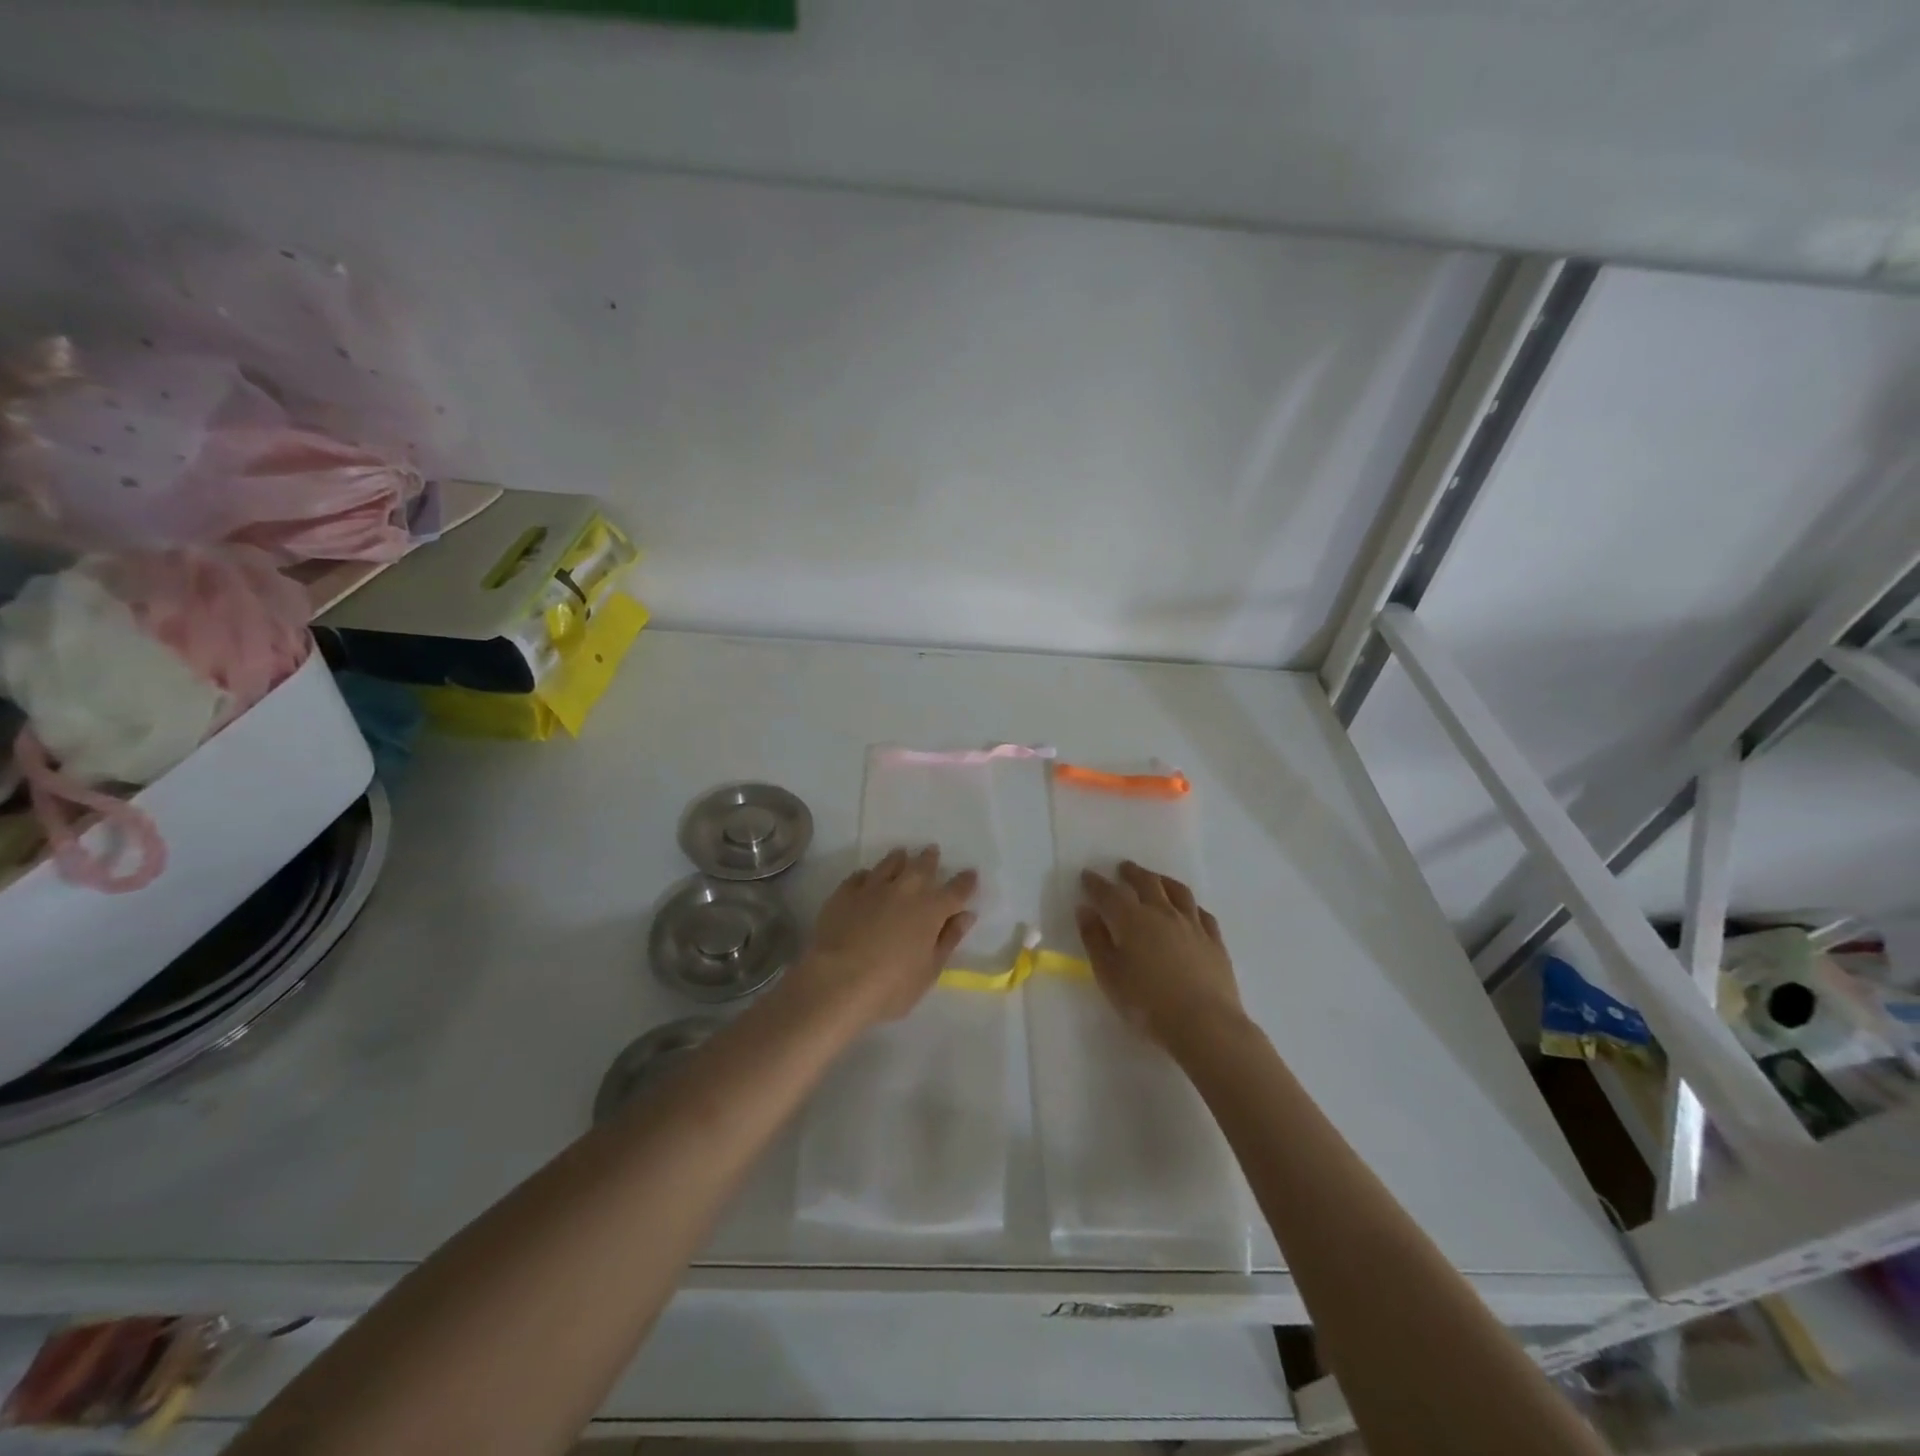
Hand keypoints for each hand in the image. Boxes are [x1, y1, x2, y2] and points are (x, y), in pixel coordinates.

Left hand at [798, 847, 977, 1027]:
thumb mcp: (930, 970)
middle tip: (932, 851)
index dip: (965, 882)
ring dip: (899, 859)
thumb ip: (949, 939)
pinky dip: (867, 876)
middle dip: (930, 859)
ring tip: (902, 855)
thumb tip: (966, 915)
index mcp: (932, 910)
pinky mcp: (844, 893)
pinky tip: (866, 879)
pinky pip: (860, 876)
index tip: (971, 874)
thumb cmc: (891, 986)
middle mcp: (905, 891)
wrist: (837, 981)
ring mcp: (873, 888)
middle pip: (922, 867)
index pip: (956, 890)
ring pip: (890, 864)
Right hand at [1076, 861, 1243, 1051]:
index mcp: (1132, 920)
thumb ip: (1095, 940)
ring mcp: (1193, 925)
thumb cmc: (1147, 1003)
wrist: (1205, 1024)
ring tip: (1156, 878)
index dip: (1096, 883)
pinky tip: (1190, 909)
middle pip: (1147, 883)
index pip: (1109, 893)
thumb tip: (1085, 909)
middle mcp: (1163, 913)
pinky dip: (1191, 906)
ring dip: (1163, 880)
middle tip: (1123, 868)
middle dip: (1132, 873)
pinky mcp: (1215, 941)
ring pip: (1177, 892)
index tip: (1087, 875)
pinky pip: (1202, 913)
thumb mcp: (1109, 975)